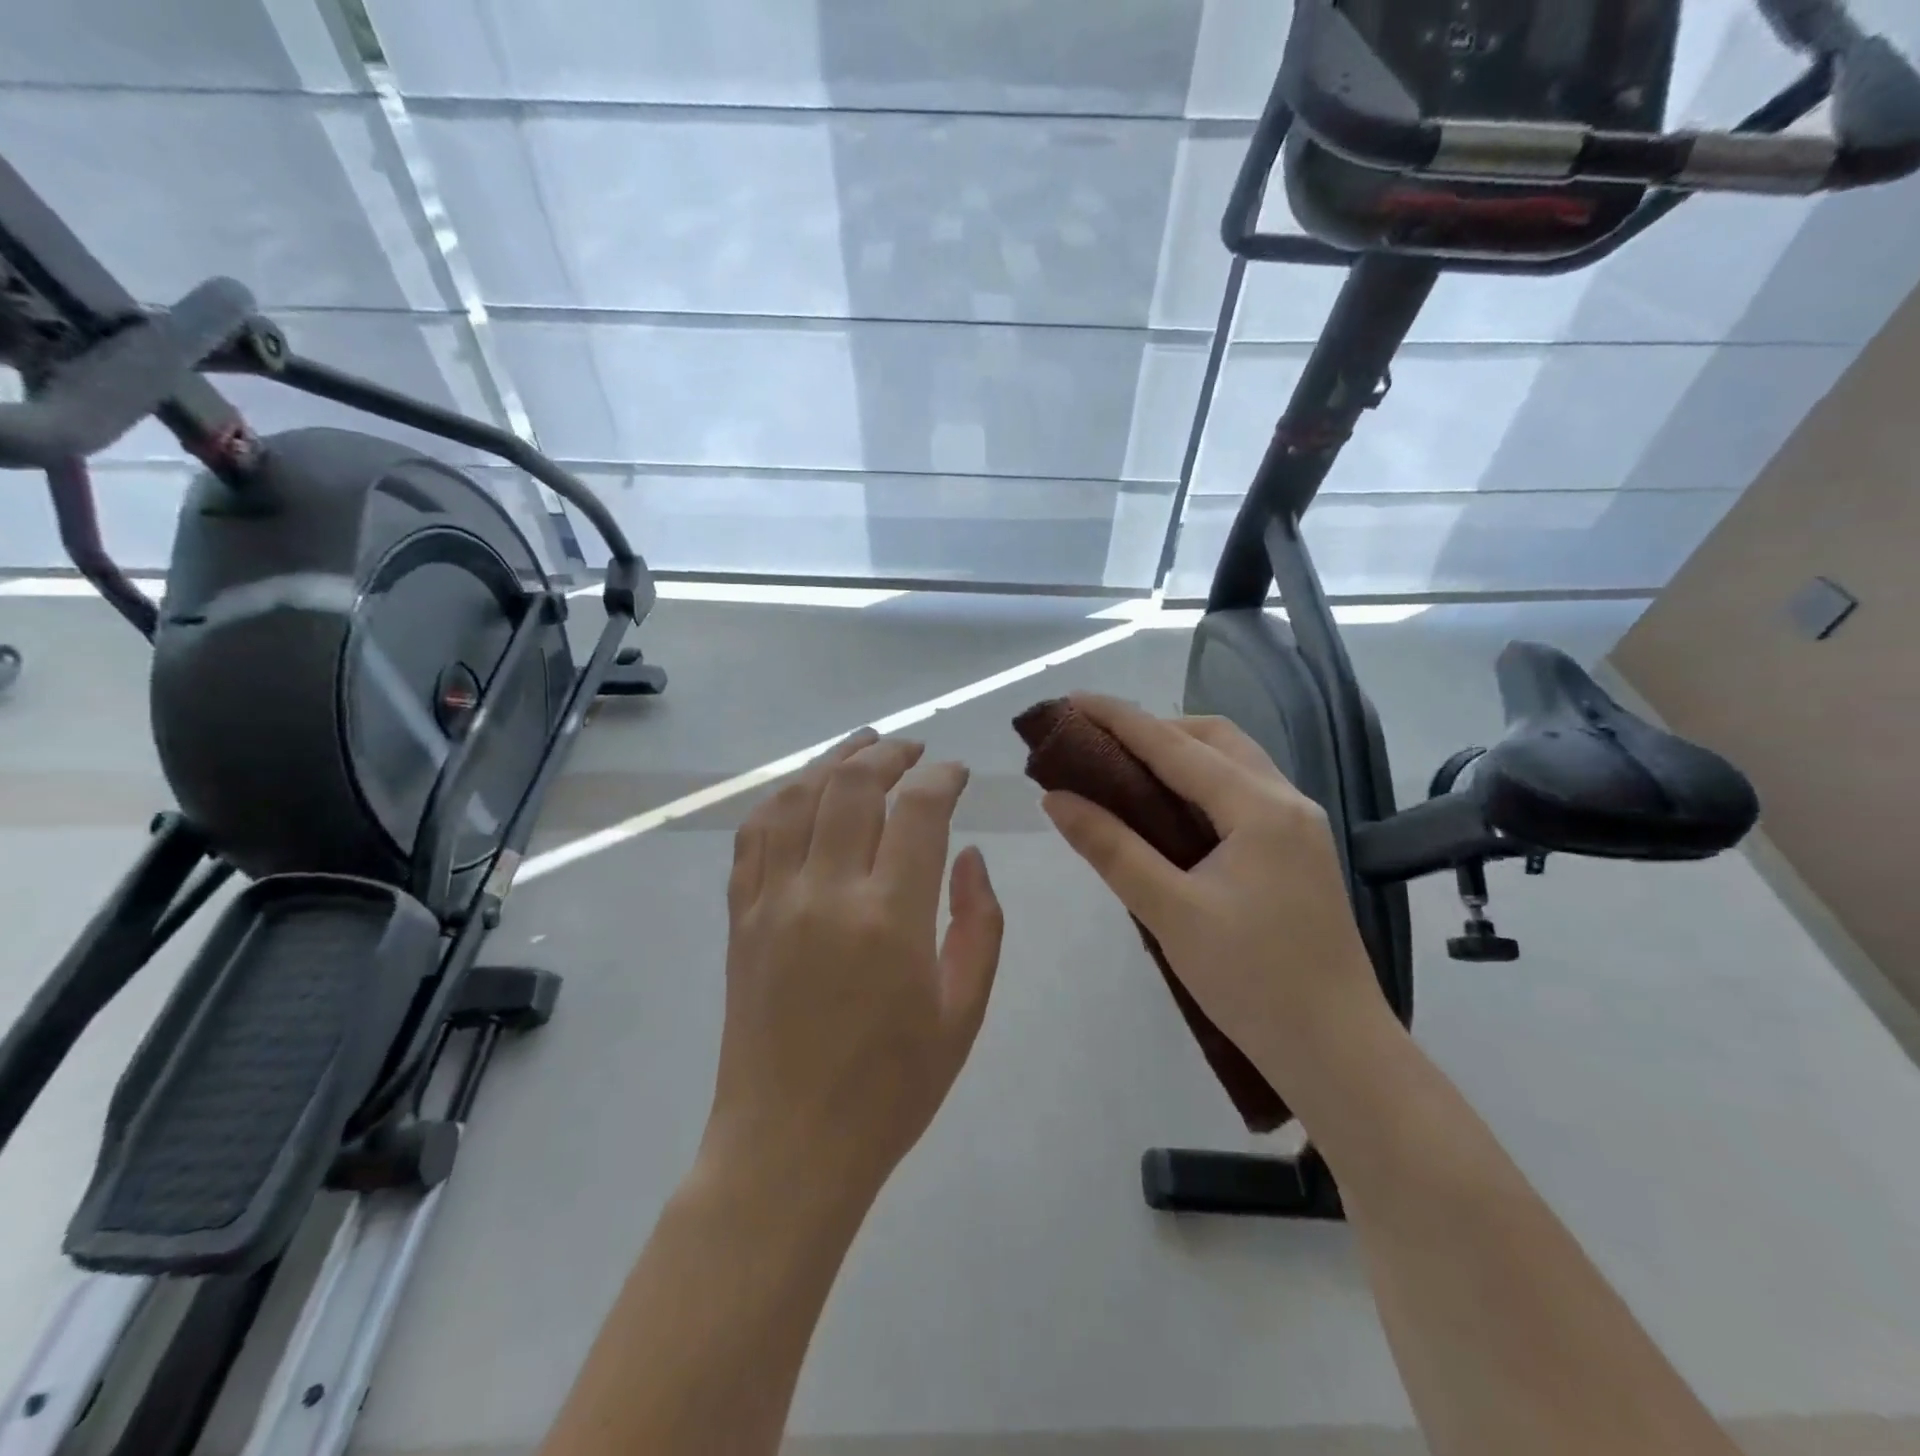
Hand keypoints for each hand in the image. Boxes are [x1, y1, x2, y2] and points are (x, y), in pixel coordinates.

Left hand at [702, 730, 1004, 1202]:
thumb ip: (978, 925)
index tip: (957, 774)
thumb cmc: (890, 1090)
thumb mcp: (962, 1014)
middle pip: (853, 786)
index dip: (942, 779)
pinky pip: (754, 836)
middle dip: (889, 754)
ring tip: (862, 746)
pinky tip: (801, 790)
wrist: (788, 1149)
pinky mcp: (741, 918)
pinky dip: (780, 799)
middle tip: (914, 750)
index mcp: (890, 918)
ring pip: (798, 798)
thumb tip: (970, 858)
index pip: (918, 812)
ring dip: (833, 761)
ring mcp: (773, 901)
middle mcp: (826, 893)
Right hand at [1040, 694, 1389, 1101]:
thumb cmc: (1252, 981)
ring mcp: (1299, 825)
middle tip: (1099, 744)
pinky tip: (1169, 809)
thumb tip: (1056, 799)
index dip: (1119, 719)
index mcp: (1259, 808)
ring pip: (1233, 762)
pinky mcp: (1298, 850)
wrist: (1337, 1050)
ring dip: (1180, 753)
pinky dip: (1200, 783)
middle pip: (1214, 737)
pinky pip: (1243, 792)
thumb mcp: (1170, 912)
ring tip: (1126, 770)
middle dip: (1154, 728)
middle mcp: (1286, 801)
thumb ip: (1111, 848)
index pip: (1175, 745)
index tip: (1072, 702)